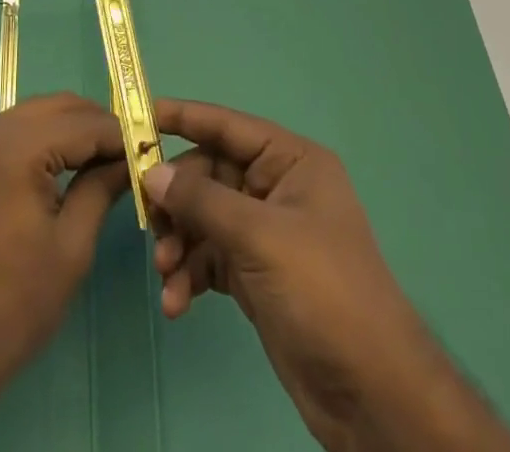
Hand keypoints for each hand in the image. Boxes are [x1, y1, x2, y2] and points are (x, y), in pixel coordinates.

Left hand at [0, 92, 129, 436]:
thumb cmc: (12, 306)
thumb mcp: (71, 248)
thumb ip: (101, 188)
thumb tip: (132, 159)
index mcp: (16, 148)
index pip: (85, 123)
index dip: (123, 135)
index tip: (152, 151)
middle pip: (60, 107)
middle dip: (97, 126)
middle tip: (130, 156)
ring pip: (37, 114)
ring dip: (71, 129)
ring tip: (103, 162)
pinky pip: (15, 131)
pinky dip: (44, 139)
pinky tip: (66, 167)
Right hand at [146, 99, 509, 451]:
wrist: (371, 393)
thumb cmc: (322, 291)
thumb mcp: (259, 237)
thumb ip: (202, 200)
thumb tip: (152, 171)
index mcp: (290, 161)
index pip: (227, 126)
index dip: (182, 117)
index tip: (137, 116)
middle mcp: (276, 188)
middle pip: (209, 175)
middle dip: (177, 201)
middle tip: (149, 225)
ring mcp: (266, 233)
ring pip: (205, 218)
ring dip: (180, 243)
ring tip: (166, 274)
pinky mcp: (257, 274)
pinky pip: (210, 257)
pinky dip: (191, 274)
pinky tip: (177, 302)